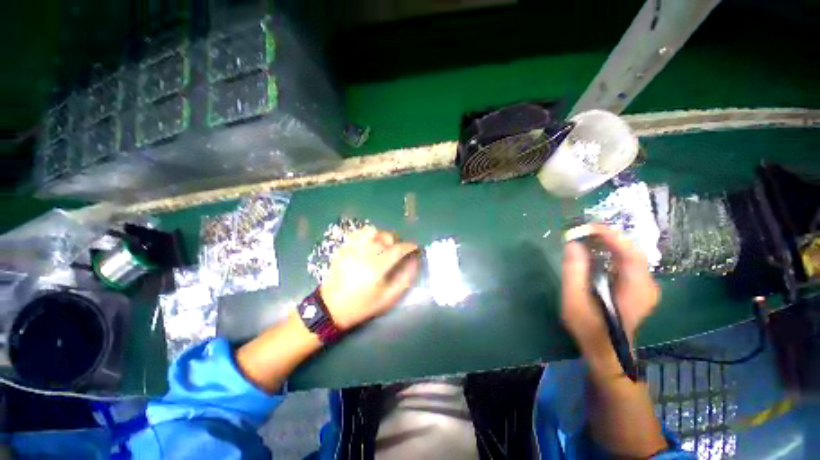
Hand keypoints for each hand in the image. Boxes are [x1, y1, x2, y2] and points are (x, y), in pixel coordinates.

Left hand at [320, 226, 420, 329]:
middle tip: (399, 250)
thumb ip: (404, 279)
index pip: (397, 249)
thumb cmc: (361, 306)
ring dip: (383, 236)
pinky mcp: (344, 248)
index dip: (409, 246)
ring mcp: (352, 249)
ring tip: (384, 246)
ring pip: (373, 231)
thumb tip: (414, 262)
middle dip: (397, 241)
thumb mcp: (387, 298)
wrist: (331, 307)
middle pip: (386, 237)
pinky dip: (368, 234)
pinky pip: (359, 233)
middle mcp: (364, 254)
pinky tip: (371, 243)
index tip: (415, 247)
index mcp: (376, 268)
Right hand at [561, 224, 659, 355]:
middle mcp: (648, 284)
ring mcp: (646, 285)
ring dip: (609, 243)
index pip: (630, 253)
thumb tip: (572, 243)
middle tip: (582, 231)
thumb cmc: (588, 328)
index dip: (610, 236)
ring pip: (630, 254)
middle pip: (631, 250)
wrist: (606, 349)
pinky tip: (595, 251)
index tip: (587, 226)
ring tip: (585, 238)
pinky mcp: (639, 285)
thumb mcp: (574, 301)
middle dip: (607, 237)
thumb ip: (573, 271)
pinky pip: (627, 261)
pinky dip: (611, 251)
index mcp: (636, 289)